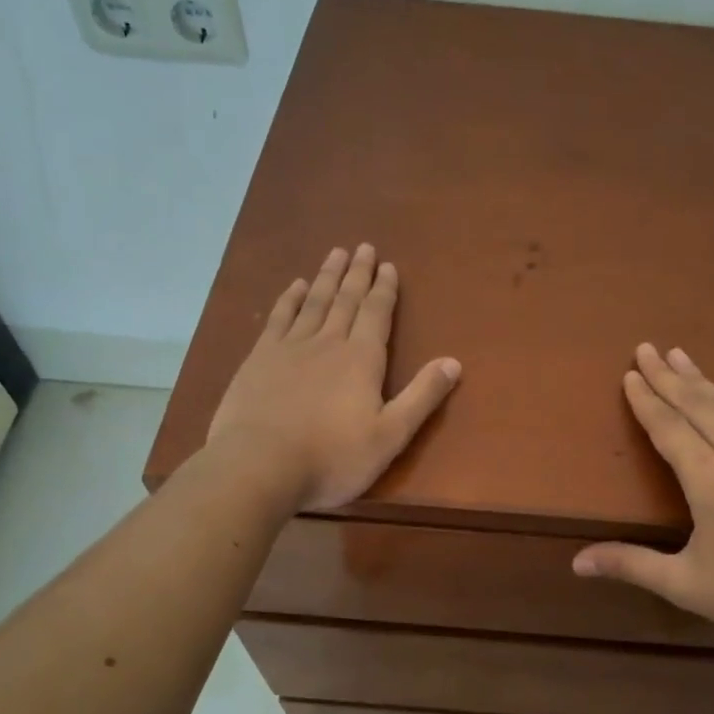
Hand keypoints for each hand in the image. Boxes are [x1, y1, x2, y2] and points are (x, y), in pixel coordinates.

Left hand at [206, 244, 460, 511]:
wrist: (260, 466)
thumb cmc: (333, 457)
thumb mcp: (390, 435)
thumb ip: (422, 397)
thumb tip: (454, 362)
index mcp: (362, 360)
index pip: (377, 314)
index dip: (384, 289)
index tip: (388, 266)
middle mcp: (327, 343)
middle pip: (346, 300)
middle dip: (357, 274)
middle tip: (363, 247)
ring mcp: (289, 348)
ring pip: (313, 302)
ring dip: (326, 277)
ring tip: (335, 253)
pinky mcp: (259, 359)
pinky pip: (279, 318)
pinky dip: (289, 299)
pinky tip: (295, 286)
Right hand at [572, 344, 713, 656]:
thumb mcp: (686, 584)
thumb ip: (631, 565)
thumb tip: (576, 563)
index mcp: (708, 479)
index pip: (669, 428)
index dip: (646, 401)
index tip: (629, 374)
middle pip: (697, 405)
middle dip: (668, 376)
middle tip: (646, 347)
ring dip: (701, 379)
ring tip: (681, 356)